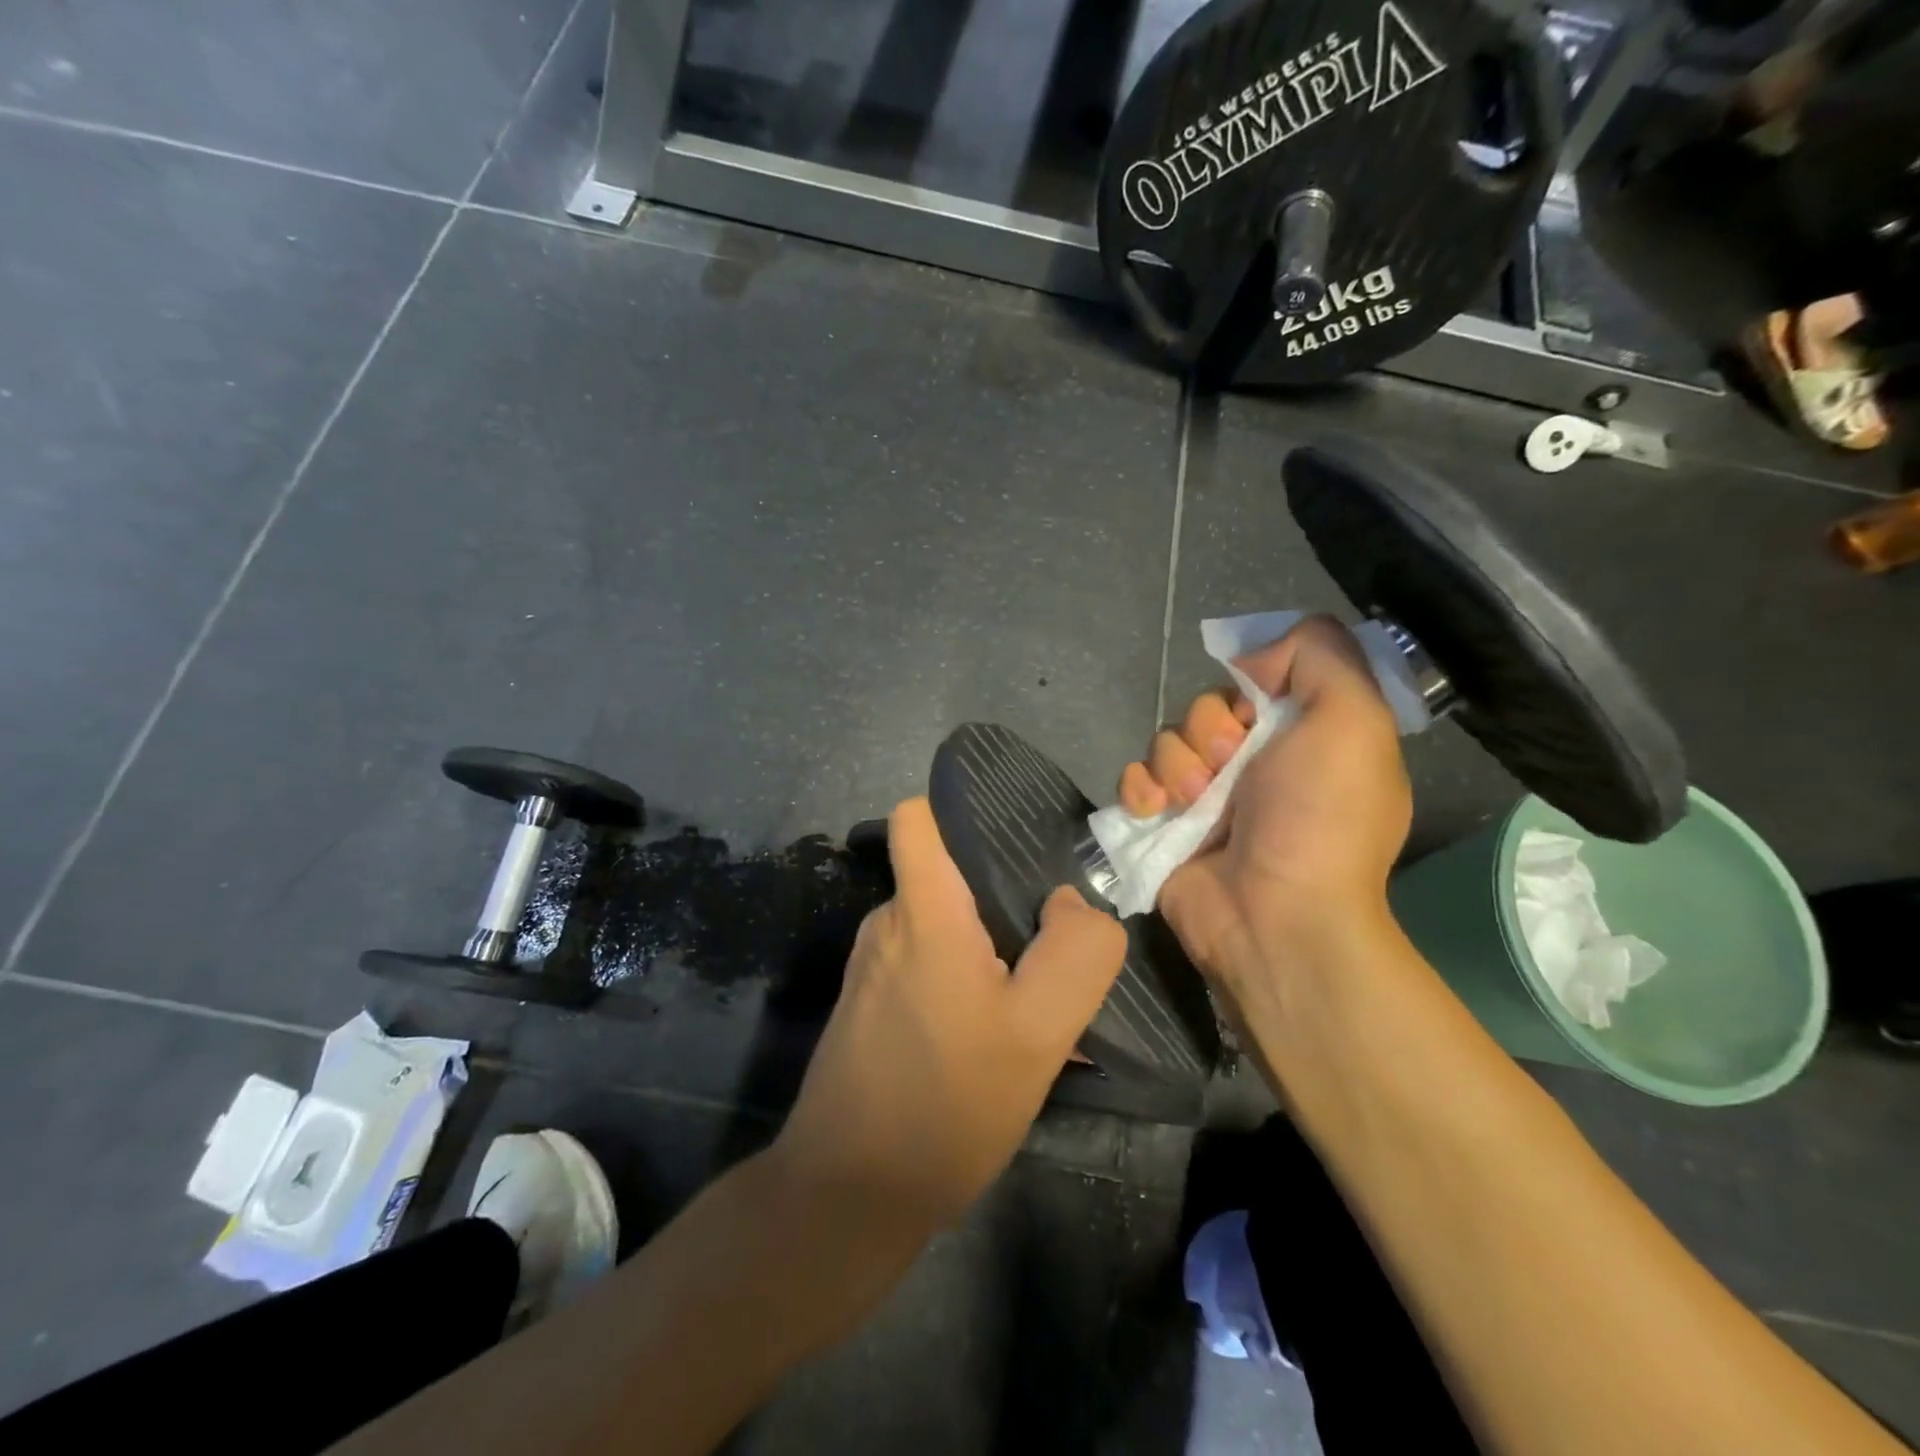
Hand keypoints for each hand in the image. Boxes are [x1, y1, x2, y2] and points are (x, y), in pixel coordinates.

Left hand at [771, 797, 1126, 1232]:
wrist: (850, 1194)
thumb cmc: (947, 1102)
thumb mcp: (1039, 1030)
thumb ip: (1074, 951)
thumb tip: (1071, 901)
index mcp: (921, 910)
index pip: (917, 818)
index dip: (960, 811)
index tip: (1016, 842)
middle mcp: (888, 924)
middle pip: (946, 873)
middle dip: (1002, 892)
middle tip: (1055, 933)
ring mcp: (874, 967)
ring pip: (942, 924)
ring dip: (989, 945)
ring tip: (1035, 990)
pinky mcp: (872, 1006)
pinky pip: (928, 966)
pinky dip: (965, 979)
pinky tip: (997, 1031)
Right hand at [1117, 616, 1410, 983]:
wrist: (1274, 916)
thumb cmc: (1320, 817)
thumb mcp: (1354, 720)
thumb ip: (1322, 656)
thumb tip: (1256, 656)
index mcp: (1303, 738)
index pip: (1257, 681)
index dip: (1250, 686)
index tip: (1259, 711)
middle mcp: (1255, 764)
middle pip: (1205, 708)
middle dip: (1210, 731)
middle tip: (1229, 767)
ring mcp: (1205, 797)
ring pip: (1166, 741)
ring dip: (1176, 765)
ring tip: (1194, 802)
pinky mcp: (1164, 824)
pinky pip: (1134, 779)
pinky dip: (1140, 790)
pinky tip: (1157, 812)